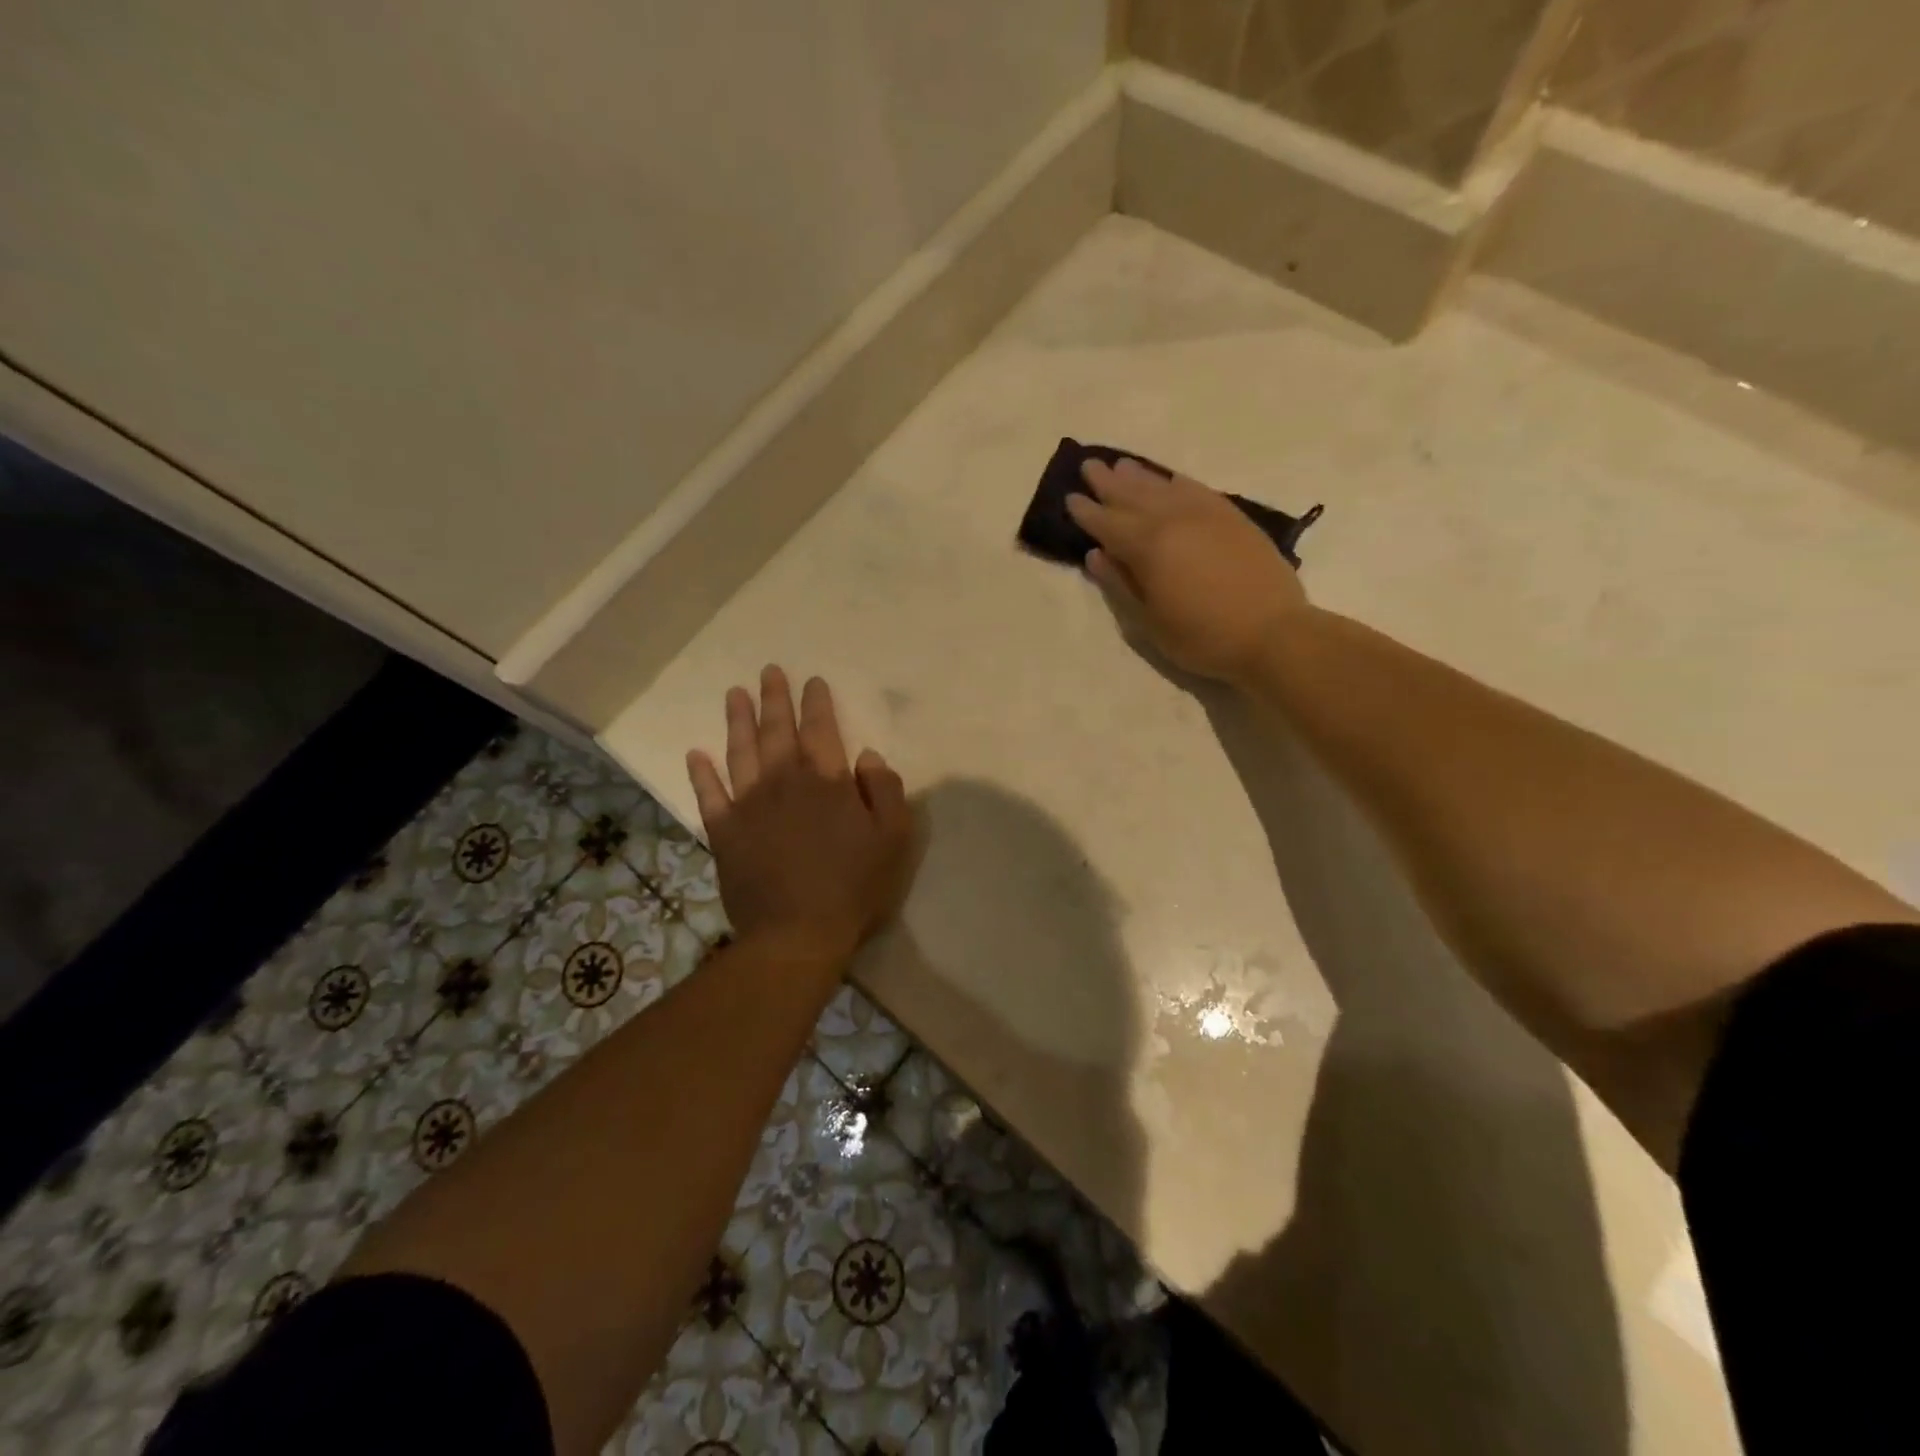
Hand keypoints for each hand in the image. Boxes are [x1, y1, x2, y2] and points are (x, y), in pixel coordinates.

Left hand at [686, 666, 915, 971]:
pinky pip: (709, 795)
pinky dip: (701, 773)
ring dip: (738, 721)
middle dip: (775, 698)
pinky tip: (695, 754)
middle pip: (777, 731)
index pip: (821, 730)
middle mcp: (784, 783)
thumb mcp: (893, 838)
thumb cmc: (853, 887)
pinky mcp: (725, 832)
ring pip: (741, 752)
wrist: (797, 934)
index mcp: (827, 782)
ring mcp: (749, 806)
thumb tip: (867, 756)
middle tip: (768, 672)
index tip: (813, 681)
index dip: (817, 703)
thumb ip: (884, 790)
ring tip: (735, 694)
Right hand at [1067, 458, 1309, 683]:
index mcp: (1148, 547)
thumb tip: (1095, 555)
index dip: (1087, 512)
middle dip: (1108, 483)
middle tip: (1089, 466)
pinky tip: (1170, 479)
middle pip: (1133, 496)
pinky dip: (1178, 482)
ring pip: (1164, 487)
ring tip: (1121, 465)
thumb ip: (1120, 585)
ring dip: (1139, 476)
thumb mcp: (1150, 622)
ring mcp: (1206, 515)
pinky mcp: (1233, 518)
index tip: (1070, 498)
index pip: (1108, 524)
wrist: (1273, 634)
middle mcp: (1174, 520)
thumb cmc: (1203, 637)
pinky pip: (1198, 490)